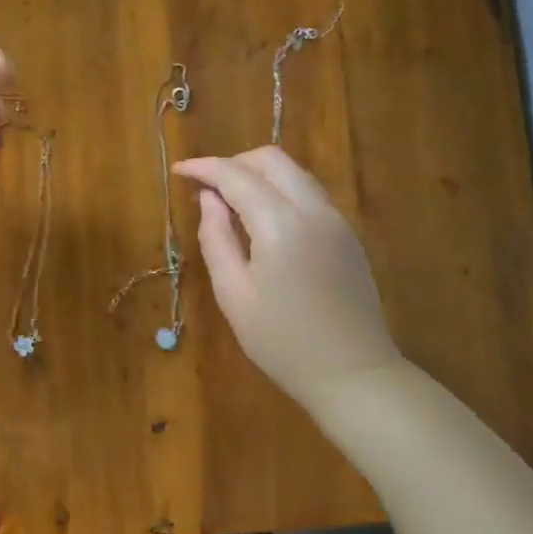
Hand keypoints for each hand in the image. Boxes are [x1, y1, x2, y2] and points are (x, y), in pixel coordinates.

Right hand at [173, 147, 401, 412]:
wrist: (353, 374)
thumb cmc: (282, 342)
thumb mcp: (233, 295)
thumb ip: (216, 238)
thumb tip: (208, 199)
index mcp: (281, 225)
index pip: (236, 175)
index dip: (204, 167)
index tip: (178, 171)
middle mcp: (314, 210)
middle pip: (271, 159)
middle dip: (233, 163)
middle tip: (205, 189)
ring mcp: (336, 220)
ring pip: (294, 172)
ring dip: (258, 174)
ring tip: (230, 202)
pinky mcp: (347, 234)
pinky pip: (309, 192)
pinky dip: (280, 190)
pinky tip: (262, 220)